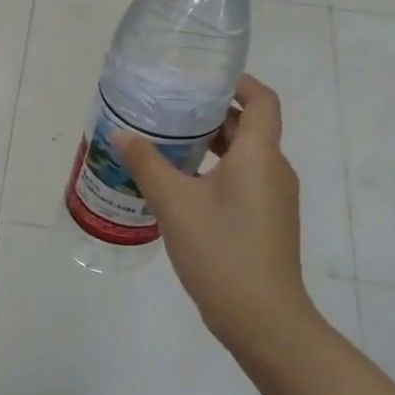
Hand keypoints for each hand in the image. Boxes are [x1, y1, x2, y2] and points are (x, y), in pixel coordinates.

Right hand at [119, 76, 320, 347]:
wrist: (261, 317)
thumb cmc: (221, 250)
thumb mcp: (175, 204)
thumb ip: (147, 164)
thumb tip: (121, 134)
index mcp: (260, 155)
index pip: (262, 100)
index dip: (238, 82)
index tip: (203, 77)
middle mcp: (273, 170)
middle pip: (248, 127)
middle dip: (211, 115)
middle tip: (168, 109)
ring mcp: (272, 199)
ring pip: (242, 158)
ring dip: (209, 147)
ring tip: (164, 144)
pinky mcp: (265, 222)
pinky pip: (240, 182)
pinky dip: (213, 173)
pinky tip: (177, 187)